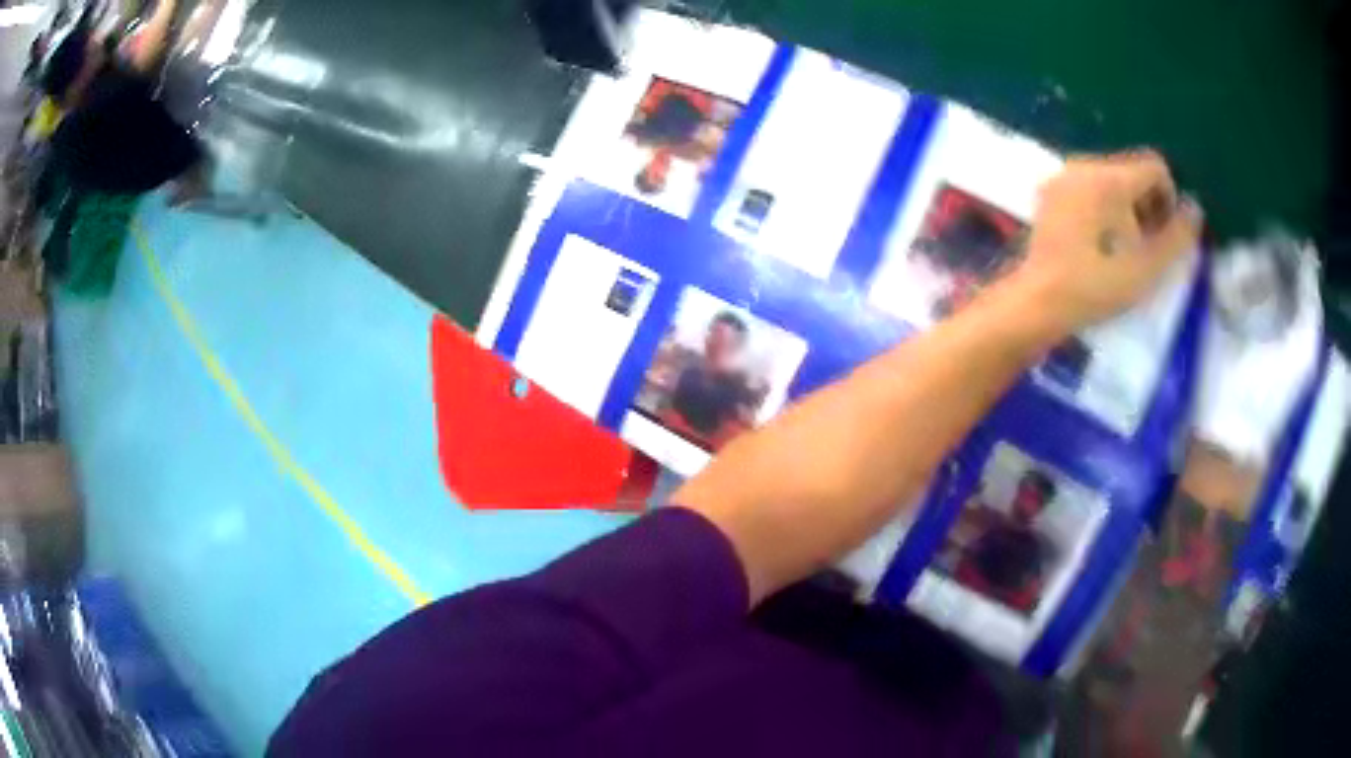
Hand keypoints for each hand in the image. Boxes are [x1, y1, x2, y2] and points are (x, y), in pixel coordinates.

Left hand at [1011, 151, 1201, 331]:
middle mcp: (1084, 165)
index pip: (1155, 166)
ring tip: (1123, 249)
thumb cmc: (1095, 288)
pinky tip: (1100, 243)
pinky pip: (1089, 187)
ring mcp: (1063, 176)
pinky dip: (1105, 207)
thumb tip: (1195, 208)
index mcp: (1109, 177)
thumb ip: (1177, 236)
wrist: (1036, 301)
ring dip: (1128, 207)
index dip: (1169, 199)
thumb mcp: (1146, 269)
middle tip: (1146, 248)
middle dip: (1149, 204)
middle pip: (1133, 171)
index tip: (1163, 237)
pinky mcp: (1051, 192)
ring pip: (1112, 179)